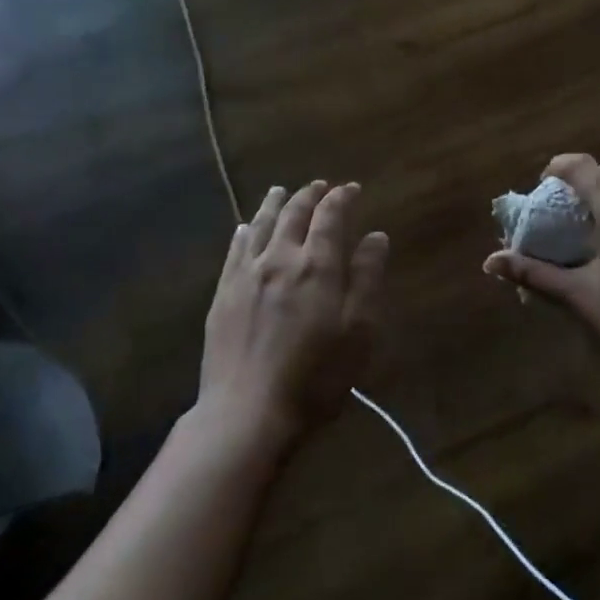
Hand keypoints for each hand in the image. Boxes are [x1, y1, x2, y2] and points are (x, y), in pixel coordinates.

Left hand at [198, 181, 389, 446]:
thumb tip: (376, 236)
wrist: (247, 412)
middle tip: (320, 186)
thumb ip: (367, 278)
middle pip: (293, 213)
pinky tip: (244, 228)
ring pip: (260, 225)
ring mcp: (246, 274)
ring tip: (281, 191)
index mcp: (316, 265)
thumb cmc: (315, 377)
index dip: (341, 198)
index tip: (351, 189)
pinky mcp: (223, 294)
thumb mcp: (358, 331)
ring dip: (274, 204)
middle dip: (309, 195)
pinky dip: (244, 231)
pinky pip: (234, 250)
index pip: (329, 216)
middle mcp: (279, 258)